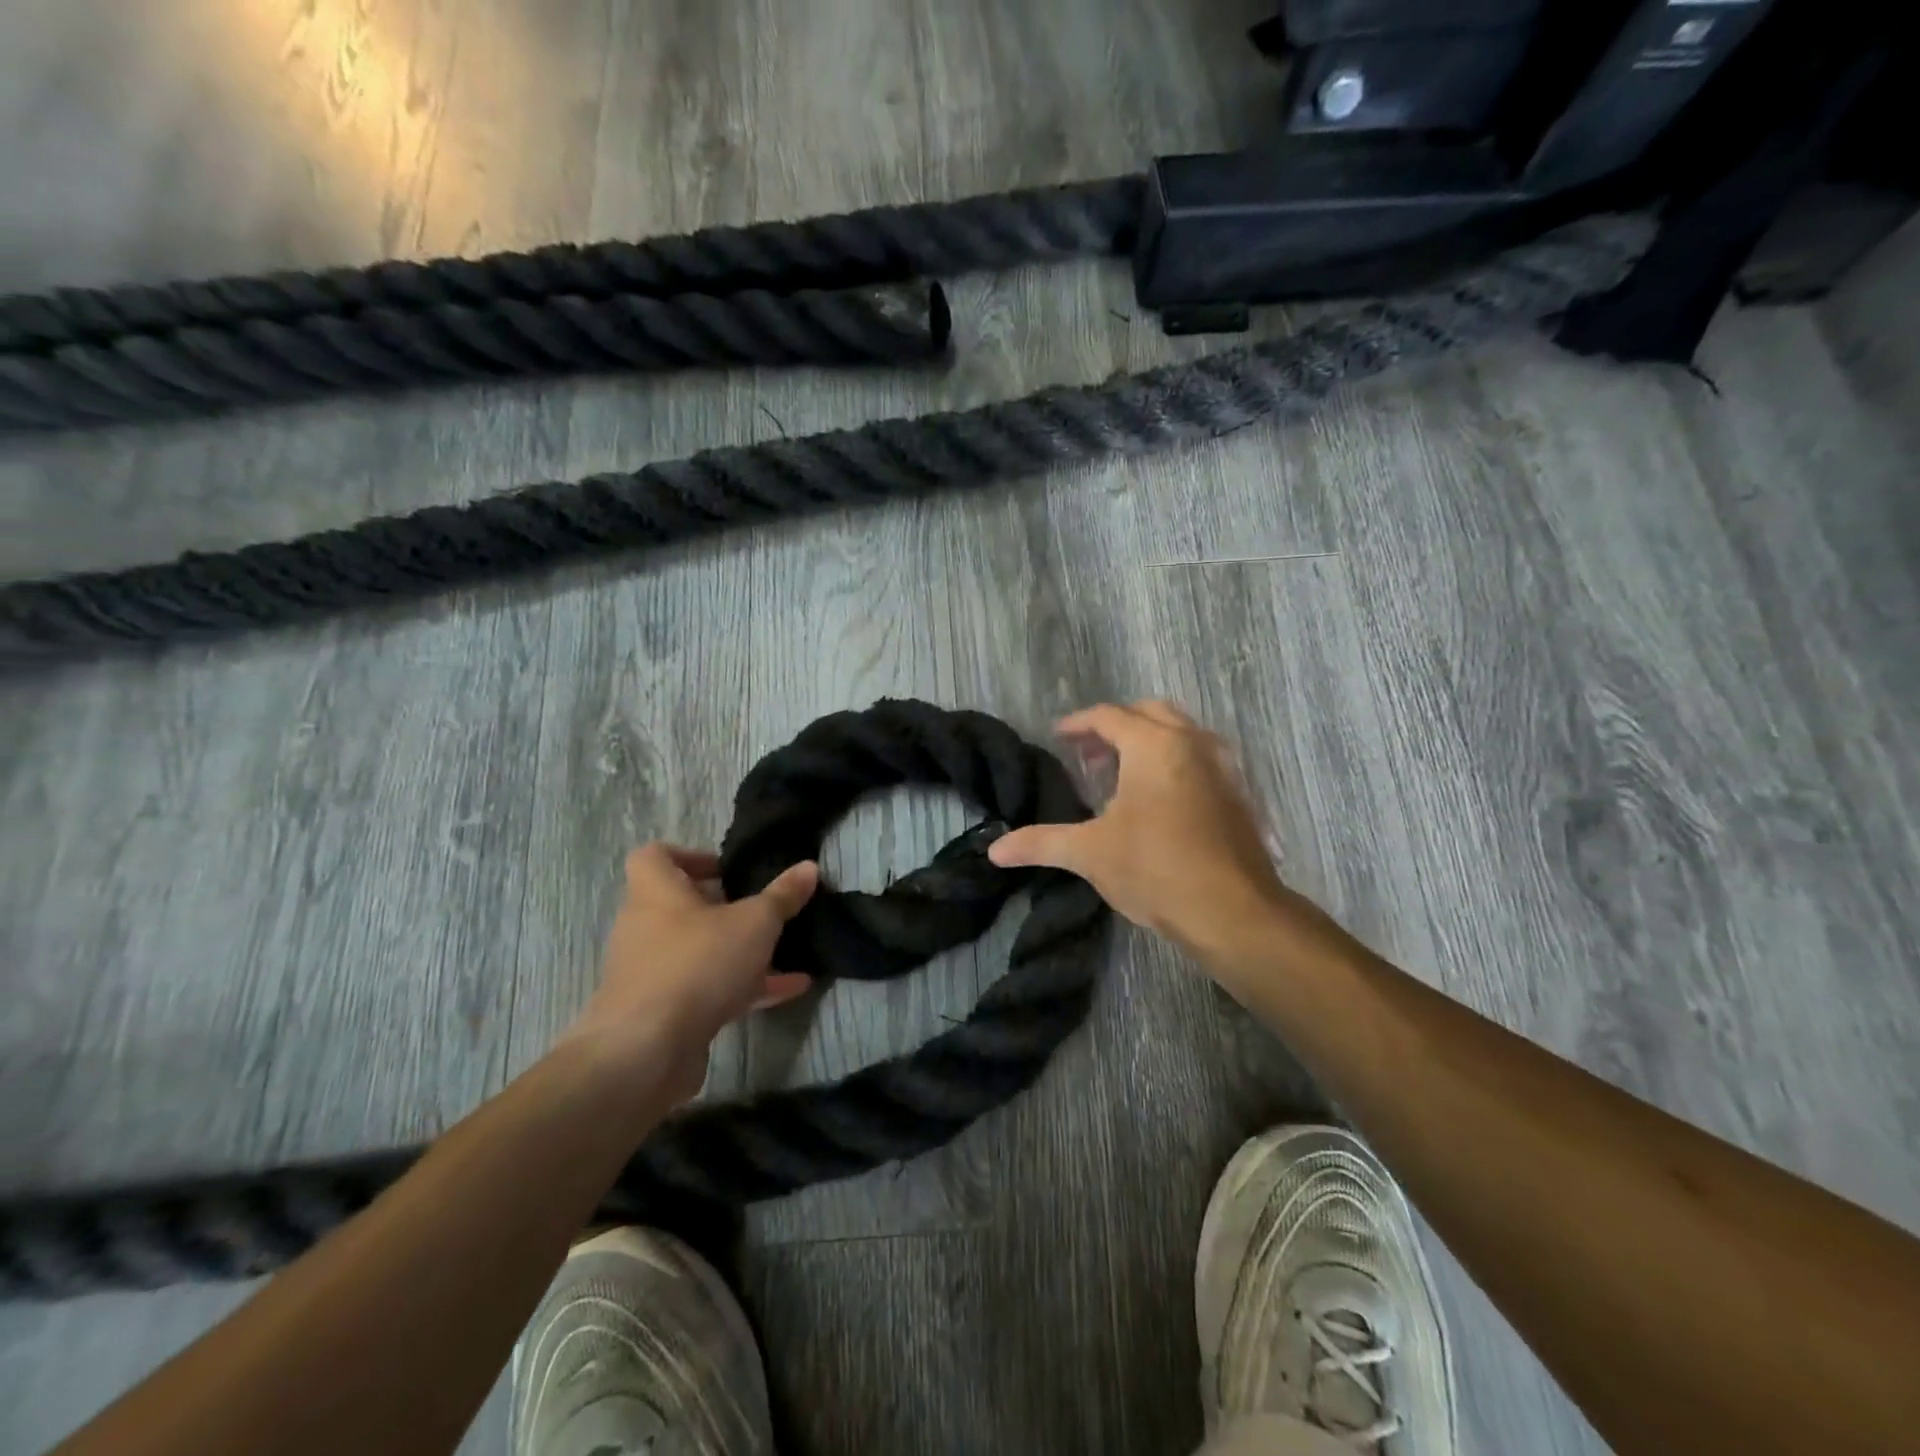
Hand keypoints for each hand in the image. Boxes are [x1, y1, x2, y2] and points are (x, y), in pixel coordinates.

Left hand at [561, 843, 817, 1103]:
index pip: (654, 856)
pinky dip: (744, 987)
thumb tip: (809, 867)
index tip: (727, 869)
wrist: (646, 1051)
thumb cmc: (697, 963)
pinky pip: (706, 989)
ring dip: (739, 950)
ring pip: (698, 951)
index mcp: (655, 893)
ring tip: (786, 949)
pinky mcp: (663, 1013)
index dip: (689, 855)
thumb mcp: (754, 922)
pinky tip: (790, 989)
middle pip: (681, 906)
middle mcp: (645, 928)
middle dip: (724, 907)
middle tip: (762, 909)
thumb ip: (782, 896)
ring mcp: (652, 973)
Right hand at [988, 701, 1314, 967]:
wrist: (1234, 911)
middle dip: (1115, 726)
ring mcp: (1223, 766)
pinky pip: (1200, 757)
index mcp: (1154, 745)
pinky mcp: (1238, 793)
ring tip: (1120, 773)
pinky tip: (1158, 799)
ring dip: (1148, 740)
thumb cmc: (1156, 869)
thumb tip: (993, 850)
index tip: (1057, 737)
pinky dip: (1174, 761)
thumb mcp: (1090, 853)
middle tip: (1088, 754)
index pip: (1109, 716)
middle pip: (1149, 712)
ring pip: (1181, 732)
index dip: (1078, 724)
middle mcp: (1192, 742)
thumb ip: (1040, 842)